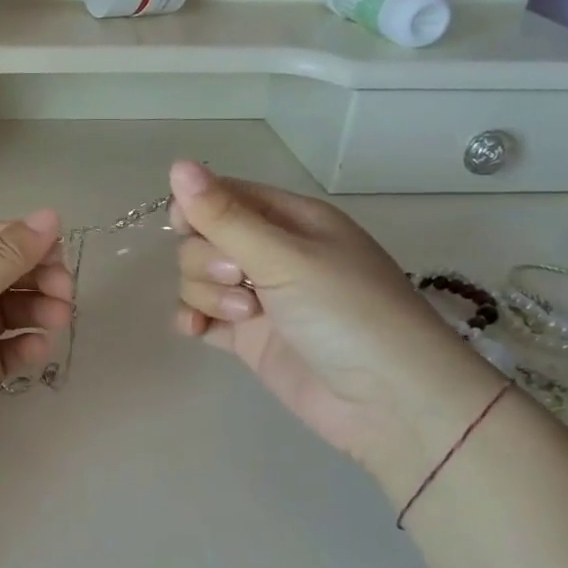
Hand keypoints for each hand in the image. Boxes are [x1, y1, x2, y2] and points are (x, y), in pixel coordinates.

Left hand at [0, 211, 74, 503]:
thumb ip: (2, 258)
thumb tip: (51, 216)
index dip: (25, 242)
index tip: (61, 256)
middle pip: (0, 275)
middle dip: (35, 278)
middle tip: (64, 295)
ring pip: (5, 314)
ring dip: (34, 312)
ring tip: (58, 321)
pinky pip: (0, 354)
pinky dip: (21, 348)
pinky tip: (37, 350)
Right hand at [169, 161, 508, 490]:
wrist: (390, 404)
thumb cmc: (347, 313)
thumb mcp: (285, 256)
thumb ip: (224, 216)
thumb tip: (176, 163)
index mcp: (290, 219)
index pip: (224, 195)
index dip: (197, 208)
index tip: (188, 228)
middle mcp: (272, 253)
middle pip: (204, 239)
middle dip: (208, 259)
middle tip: (242, 280)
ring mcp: (260, 297)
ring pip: (199, 278)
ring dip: (208, 294)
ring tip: (246, 317)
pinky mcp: (250, 338)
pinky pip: (203, 316)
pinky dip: (194, 319)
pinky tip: (195, 330)